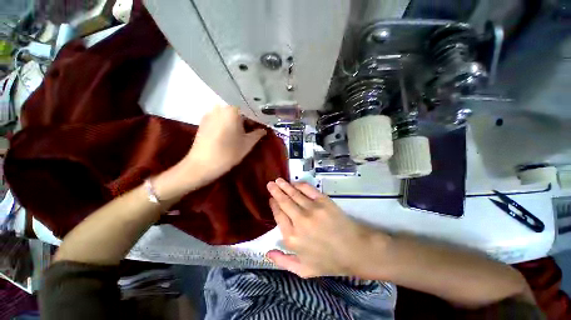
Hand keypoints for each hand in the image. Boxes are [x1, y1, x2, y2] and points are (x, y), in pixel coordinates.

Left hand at [182, 105, 265, 184]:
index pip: (250, 111)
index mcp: (232, 110)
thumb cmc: (229, 153)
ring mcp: (209, 113)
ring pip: (228, 115)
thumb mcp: (248, 144)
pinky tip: (227, 135)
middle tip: (250, 131)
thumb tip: (263, 130)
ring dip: (235, 122)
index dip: (256, 120)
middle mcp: (220, 107)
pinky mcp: (203, 121)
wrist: (202, 165)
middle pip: (238, 112)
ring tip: (239, 134)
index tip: (259, 128)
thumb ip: (258, 134)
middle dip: (245, 120)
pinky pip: (219, 119)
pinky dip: (226, 124)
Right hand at [265, 178, 390, 277]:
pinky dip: (299, 184)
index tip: (271, 199)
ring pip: (293, 193)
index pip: (278, 215)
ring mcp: (311, 209)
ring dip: (284, 185)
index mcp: (292, 238)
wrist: (355, 251)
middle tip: (270, 184)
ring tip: (278, 180)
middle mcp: (299, 221)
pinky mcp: (323, 201)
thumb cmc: (329, 261)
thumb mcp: (303, 270)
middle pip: (283, 202)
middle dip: (275, 191)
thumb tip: (267, 253)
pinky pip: (307, 189)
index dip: (274, 205)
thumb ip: (283, 262)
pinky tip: (295, 183)